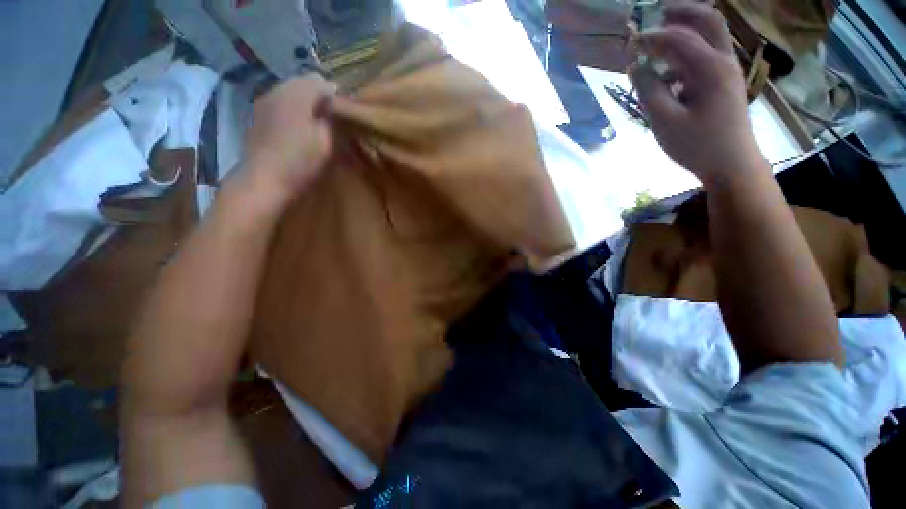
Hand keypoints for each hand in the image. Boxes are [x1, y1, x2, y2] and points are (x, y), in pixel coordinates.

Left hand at [245, 74, 334, 205]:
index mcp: (296, 96)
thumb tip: (332, 105)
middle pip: (302, 82)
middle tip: (331, 115)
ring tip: (316, 119)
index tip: (343, 110)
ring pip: (289, 90)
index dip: (334, 94)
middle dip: (318, 94)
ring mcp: (264, 103)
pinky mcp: (258, 116)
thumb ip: (329, 119)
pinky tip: (298, 124)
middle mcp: (277, 92)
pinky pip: (280, 101)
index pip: (320, 82)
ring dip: (304, 100)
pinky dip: (292, 107)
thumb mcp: (324, 142)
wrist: (264, 180)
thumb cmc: (299, 161)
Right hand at [630, 1, 765, 184]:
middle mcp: (724, 60)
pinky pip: (707, 55)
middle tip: (654, 14)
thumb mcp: (664, 121)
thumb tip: (635, 65)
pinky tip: (669, 71)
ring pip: (710, 35)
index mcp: (711, 69)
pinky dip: (687, 53)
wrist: (732, 164)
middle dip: (680, 12)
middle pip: (707, 19)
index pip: (678, 38)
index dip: (651, 36)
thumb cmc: (697, 145)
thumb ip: (648, 90)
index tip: (629, 41)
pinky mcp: (725, 81)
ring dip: (684, 30)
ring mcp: (728, 70)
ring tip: (657, 41)